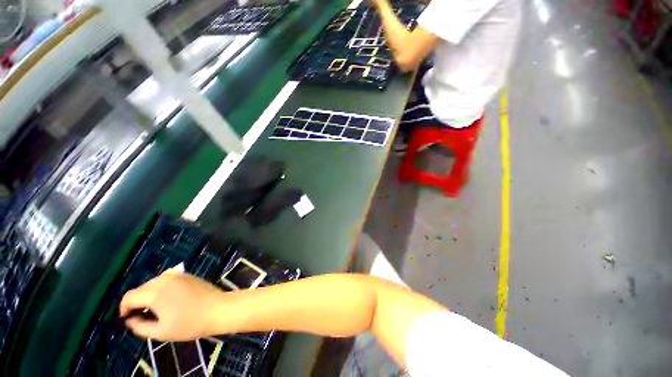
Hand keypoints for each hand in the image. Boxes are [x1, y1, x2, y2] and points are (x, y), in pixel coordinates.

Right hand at [119, 270, 228, 340]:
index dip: (124, 309)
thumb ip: (139, 326)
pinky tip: (167, 299)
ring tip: (155, 310)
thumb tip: (129, 320)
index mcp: (155, 292)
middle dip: (137, 302)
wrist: (219, 309)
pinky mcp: (187, 274)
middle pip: (140, 289)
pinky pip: (166, 279)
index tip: (127, 320)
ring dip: (148, 295)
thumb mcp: (160, 332)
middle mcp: (164, 279)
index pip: (129, 297)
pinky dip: (161, 288)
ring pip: (153, 283)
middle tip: (142, 317)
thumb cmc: (190, 324)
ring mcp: (177, 274)